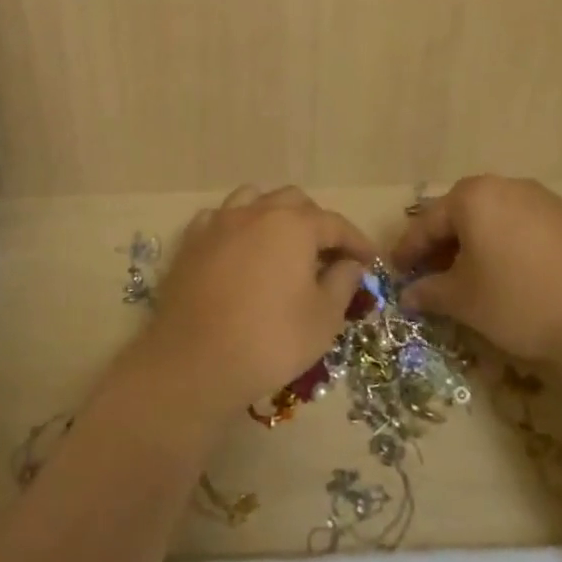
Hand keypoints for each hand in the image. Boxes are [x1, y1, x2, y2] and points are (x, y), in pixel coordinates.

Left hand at [131, 186, 375, 425]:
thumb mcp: (323, 319)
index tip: (370, 261)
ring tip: (283, 243)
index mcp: (293, 225)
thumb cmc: (270, 340)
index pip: (335, 223)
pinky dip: (237, 226)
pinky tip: (240, 248)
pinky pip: (220, 218)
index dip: (356, 241)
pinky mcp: (191, 242)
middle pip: (294, 202)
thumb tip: (350, 264)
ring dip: (275, 215)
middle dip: (316, 222)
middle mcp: (256, 212)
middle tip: (328, 254)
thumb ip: (342, 283)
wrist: (194, 361)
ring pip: (253, 199)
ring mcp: (219, 223)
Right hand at [391, 176, 561, 370]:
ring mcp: (549, 202)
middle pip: (464, 215)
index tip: (396, 271)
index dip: (408, 249)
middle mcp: (510, 188)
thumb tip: (409, 295)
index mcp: (474, 197)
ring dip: (481, 246)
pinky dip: (516, 250)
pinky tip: (522, 280)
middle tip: (433, 274)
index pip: (428, 222)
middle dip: (445, 245)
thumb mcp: (465, 301)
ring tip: (477, 278)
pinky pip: (532, 232)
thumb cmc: (521, 300)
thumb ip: (431, 292)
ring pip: (500, 221)